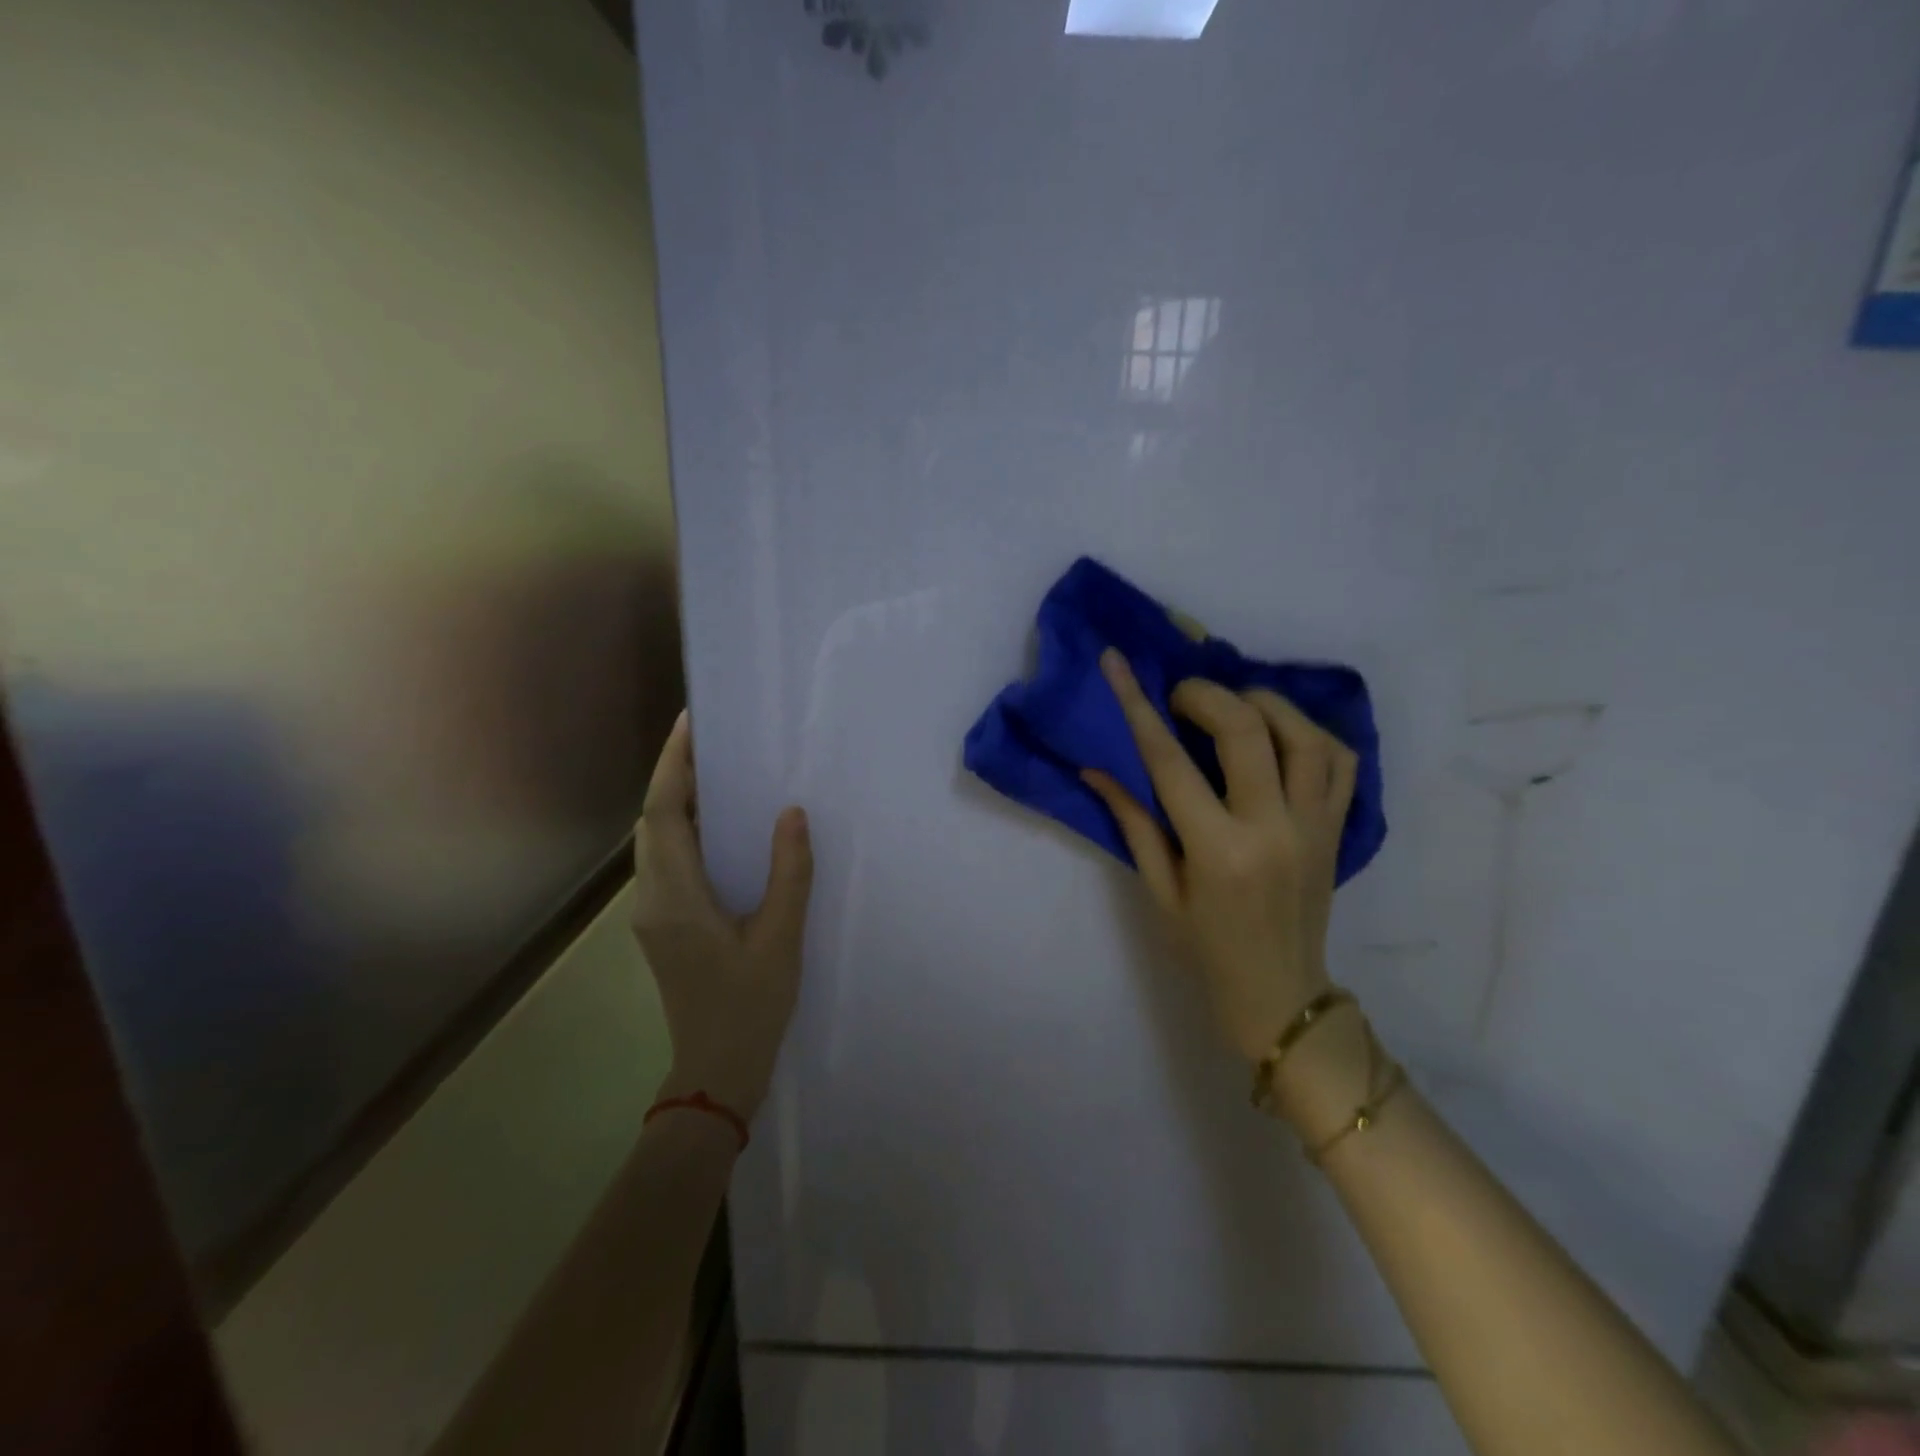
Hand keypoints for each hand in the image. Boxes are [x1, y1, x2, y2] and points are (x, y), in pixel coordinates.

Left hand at [632, 711, 813, 1120]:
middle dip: (675, 775)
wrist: (716, 1071)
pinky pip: (667, 861)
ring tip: (717, 772)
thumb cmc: (750, 1005)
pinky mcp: (663, 925)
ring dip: (678, 802)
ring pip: (656, 841)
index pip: (662, 813)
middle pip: (652, 821)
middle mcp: (652, 897)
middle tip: (712, 740)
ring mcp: (653, 913)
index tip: (691, 724)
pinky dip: (686, 831)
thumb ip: (788, 872)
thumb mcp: (780, 937)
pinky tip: (720, 827)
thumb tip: (791, 812)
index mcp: (675, 896)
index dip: (674, 765)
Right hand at [1083, 648, 1356, 1063]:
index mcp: (1217, 850)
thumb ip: (1132, 821)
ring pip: (1304, 734)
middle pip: (1245, 730)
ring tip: (1232, 706)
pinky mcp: (1340, 828)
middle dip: (1204, 695)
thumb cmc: (1205, 949)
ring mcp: (1316, 826)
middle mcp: (1272, 828)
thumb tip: (1097, 767)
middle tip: (1179, 696)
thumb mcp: (1158, 890)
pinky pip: (1341, 761)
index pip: (1169, 760)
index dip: (1137, 704)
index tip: (1117, 663)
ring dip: (1263, 703)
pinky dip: (1311, 732)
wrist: (1280, 995)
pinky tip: (1281, 733)